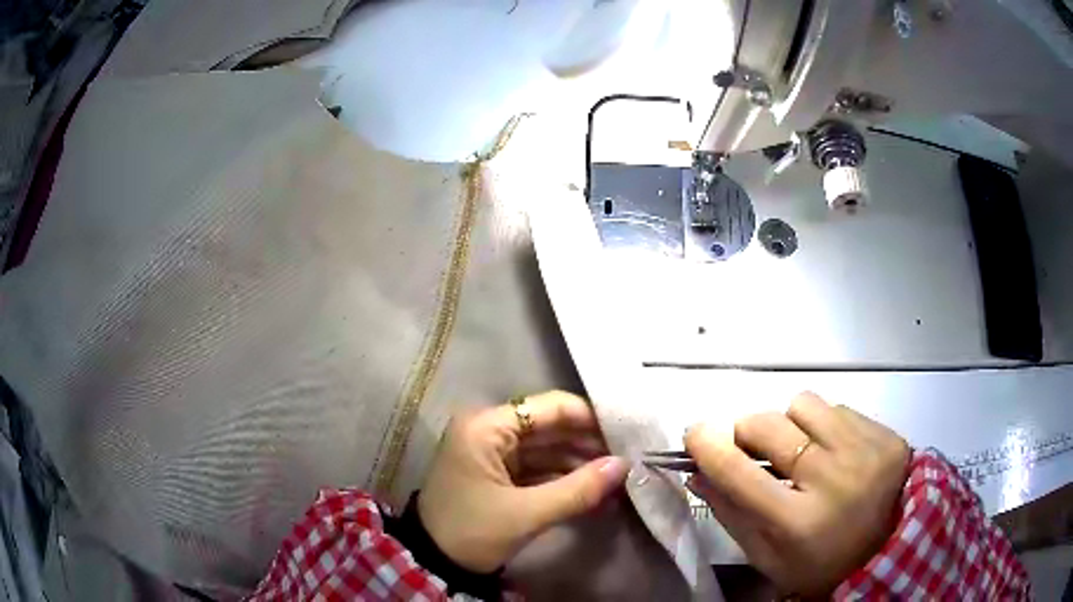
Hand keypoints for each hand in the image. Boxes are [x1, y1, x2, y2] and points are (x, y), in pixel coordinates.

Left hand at [418, 391, 630, 572]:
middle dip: (587, 445)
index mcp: (486, 427)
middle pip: (549, 427)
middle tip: (626, 460)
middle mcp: (488, 430)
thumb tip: (623, 466)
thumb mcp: (526, 514)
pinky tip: (593, 492)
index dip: (588, 419)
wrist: (434, 562)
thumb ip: (578, 489)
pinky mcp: (496, 474)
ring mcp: (492, 452)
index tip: (625, 435)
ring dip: (578, 465)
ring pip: (546, 449)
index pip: (548, 407)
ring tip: (616, 480)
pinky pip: (537, 468)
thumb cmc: (472, 531)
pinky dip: (562, 480)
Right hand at [684, 392, 909, 596]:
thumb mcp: (767, 556)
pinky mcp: (887, 436)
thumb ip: (731, 513)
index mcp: (798, 523)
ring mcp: (866, 452)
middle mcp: (833, 481)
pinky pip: (839, 408)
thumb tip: (697, 473)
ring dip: (791, 424)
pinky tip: (835, 452)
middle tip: (753, 449)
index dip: (709, 446)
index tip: (695, 432)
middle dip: (748, 431)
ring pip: (804, 404)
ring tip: (802, 450)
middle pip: (770, 425)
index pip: (740, 473)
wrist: (889, 552)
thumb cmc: (818, 564)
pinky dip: (826, 426)